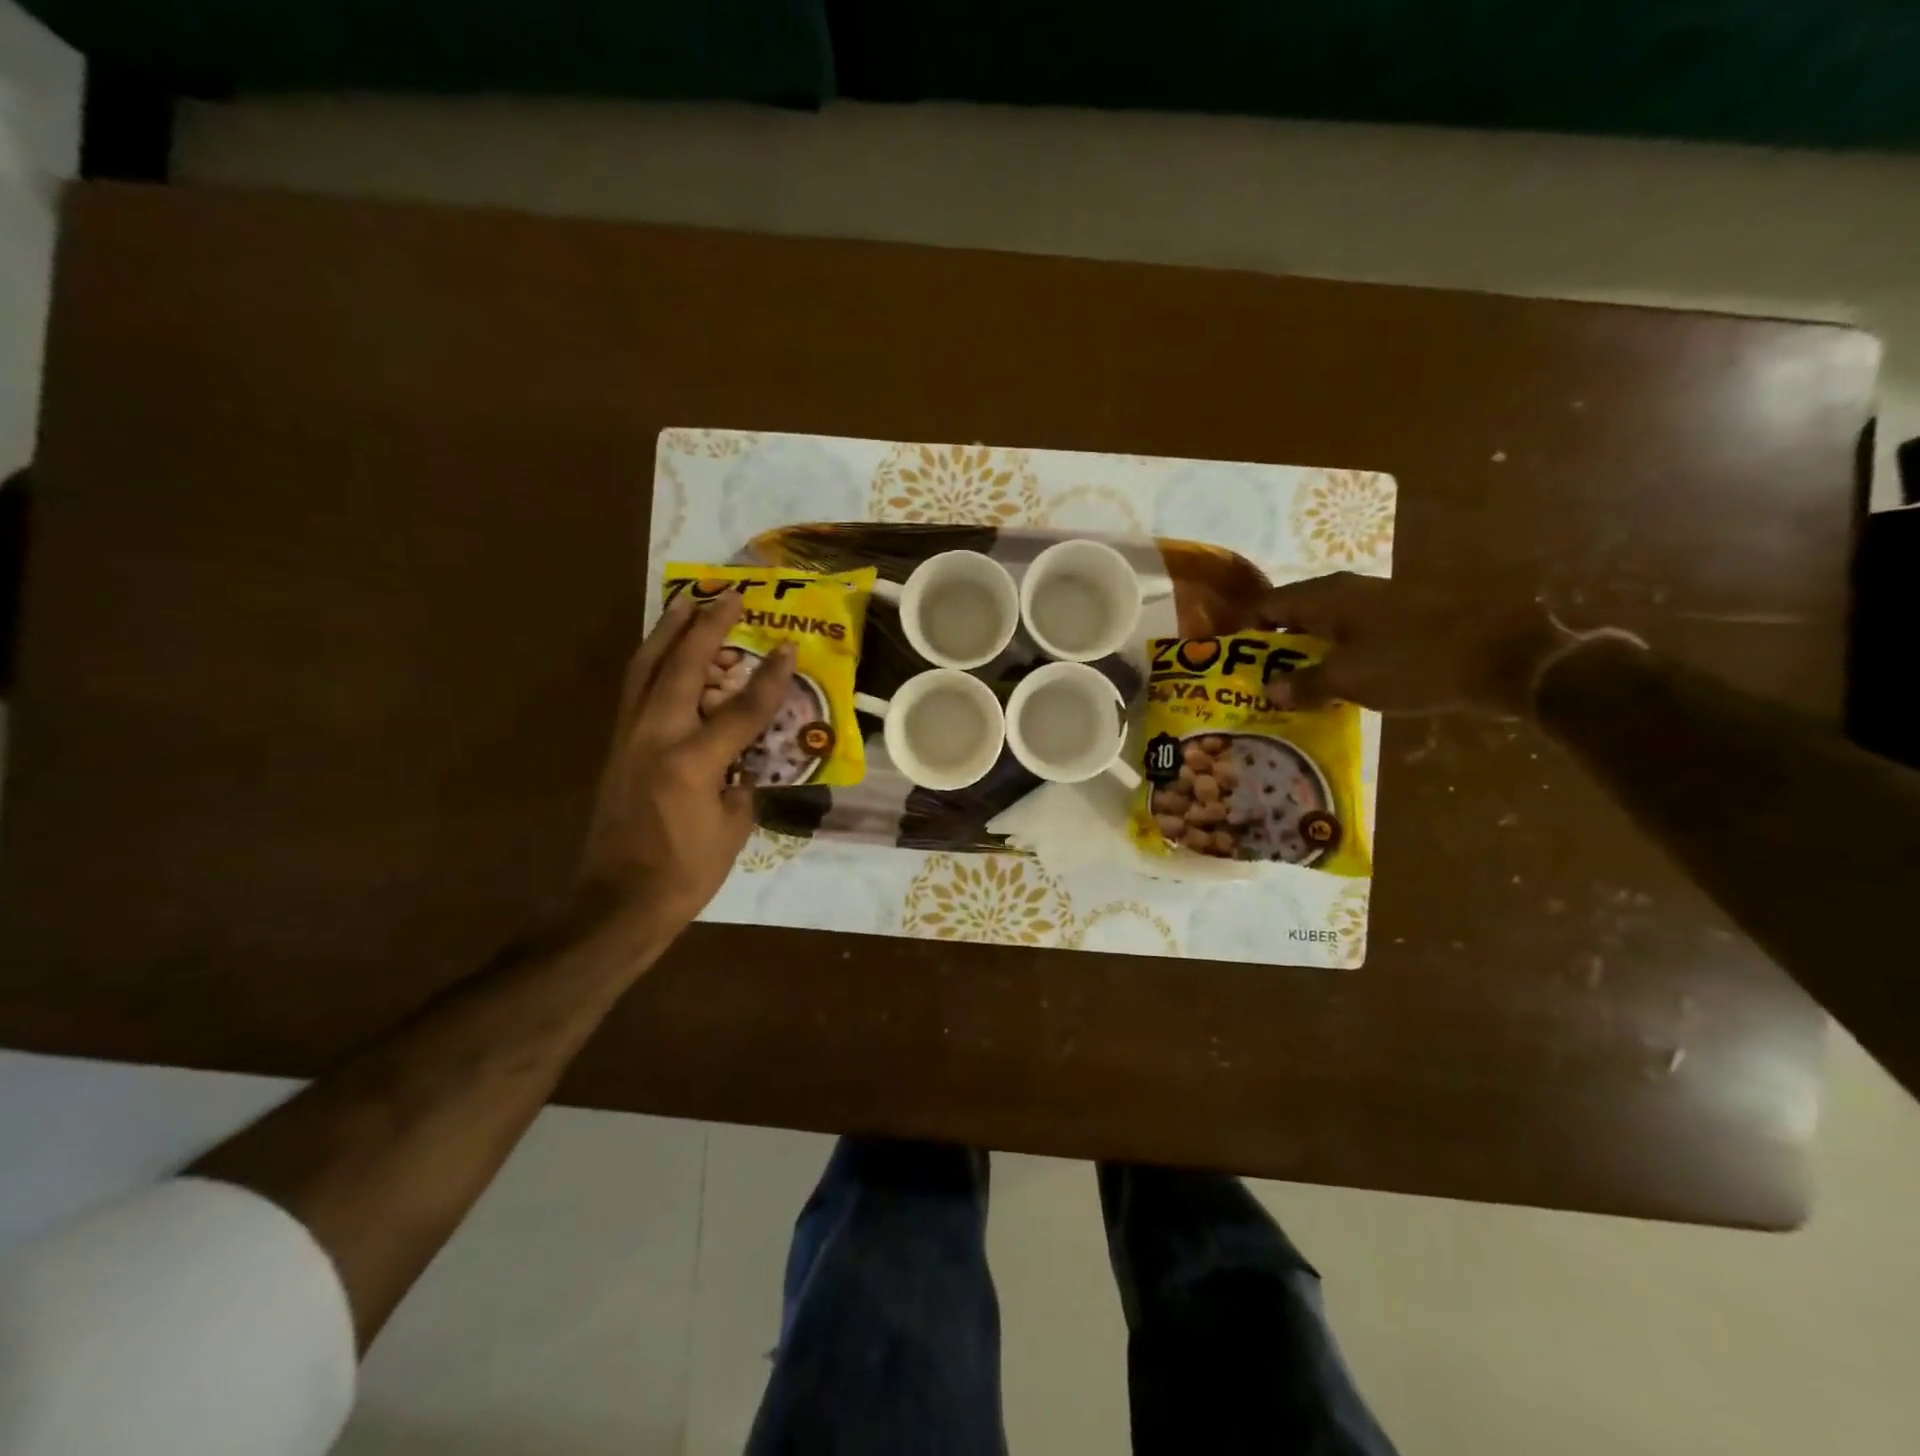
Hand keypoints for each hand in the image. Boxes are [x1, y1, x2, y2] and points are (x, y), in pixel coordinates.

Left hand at [573, 591, 794, 935]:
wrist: (616, 902)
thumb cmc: (685, 873)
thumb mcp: (732, 827)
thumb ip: (742, 780)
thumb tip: (745, 755)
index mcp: (692, 761)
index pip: (742, 708)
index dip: (771, 677)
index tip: (790, 647)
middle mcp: (656, 737)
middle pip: (683, 667)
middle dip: (709, 627)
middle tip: (730, 596)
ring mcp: (629, 738)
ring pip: (647, 668)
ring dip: (670, 631)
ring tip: (688, 602)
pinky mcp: (616, 746)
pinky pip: (636, 689)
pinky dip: (653, 661)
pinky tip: (666, 651)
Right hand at [1253, 572, 1575, 717]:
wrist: (1507, 657)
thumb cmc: (1415, 662)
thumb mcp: (1350, 678)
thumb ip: (1303, 683)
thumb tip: (1269, 691)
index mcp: (1327, 597)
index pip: (1267, 606)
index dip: (1245, 632)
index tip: (1232, 664)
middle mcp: (1347, 592)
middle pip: (1293, 616)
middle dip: (1272, 649)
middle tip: (1257, 684)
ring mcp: (1378, 605)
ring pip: (1325, 628)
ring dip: (1305, 656)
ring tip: (1292, 691)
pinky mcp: (1403, 622)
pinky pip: (1353, 638)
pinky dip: (1336, 659)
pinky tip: (1337, 687)